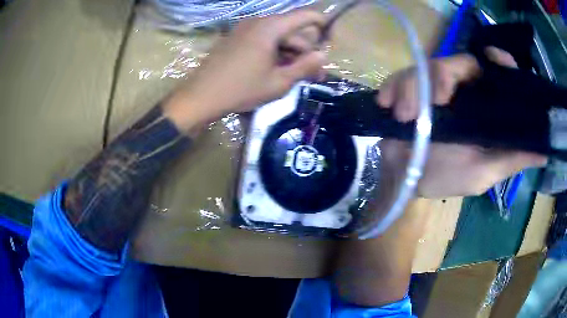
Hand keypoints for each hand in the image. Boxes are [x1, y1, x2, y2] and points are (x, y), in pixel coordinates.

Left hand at [164, 11, 326, 131]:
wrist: (200, 96)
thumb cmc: (241, 89)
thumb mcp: (279, 82)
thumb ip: (305, 66)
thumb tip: (323, 55)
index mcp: (271, 27)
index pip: (306, 16)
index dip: (323, 25)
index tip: (332, 41)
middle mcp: (258, 22)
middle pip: (292, 31)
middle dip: (306, 51)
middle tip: (314, 76)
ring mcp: (244, 29)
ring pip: (278, 37)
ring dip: (291, 54)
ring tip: (296, 77)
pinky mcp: (236, 38)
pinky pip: (263, 40)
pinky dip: (275, 52)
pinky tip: (277, 70)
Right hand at [376, 47, 547, 197]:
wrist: (403, 179)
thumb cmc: (445, 178)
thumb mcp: (483, 173)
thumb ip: (511, 160)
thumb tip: (544, 152)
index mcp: (483, 110)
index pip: (495, 74)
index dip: (499, 61)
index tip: (493, 57)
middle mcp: (462, 93)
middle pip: (458, 63)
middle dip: (442, 77)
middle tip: (433, 101)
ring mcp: (434, 88)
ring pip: (426, 67)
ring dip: (411, 88)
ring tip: (403, 115)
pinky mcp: (410, 89)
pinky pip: (400, 76)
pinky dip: (393, 87)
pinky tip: (387, 105)